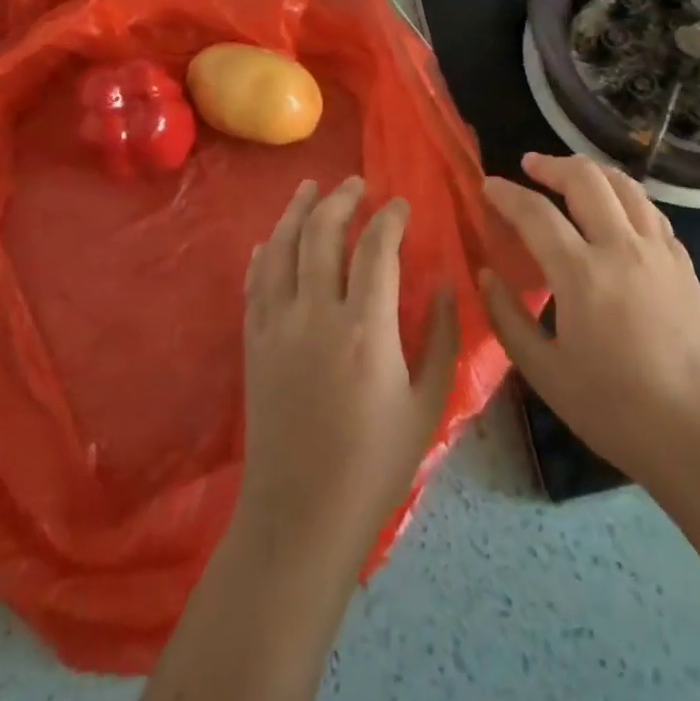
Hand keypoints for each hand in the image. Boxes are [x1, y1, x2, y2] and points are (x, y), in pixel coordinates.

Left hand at [235, 177, 460, 574]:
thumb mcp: (427, 403)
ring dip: (296, 212)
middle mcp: (316, 314)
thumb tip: (446, 282)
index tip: (400, 205)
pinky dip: (264, 253)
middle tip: (357, 184)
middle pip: (322, 234)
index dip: (389, 218)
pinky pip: (254, 282)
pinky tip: (270, 239)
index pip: (376, 248)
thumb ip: (443, 336)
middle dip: (341, 200)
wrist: (300, 515)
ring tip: (311, 188)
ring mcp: (277, 326)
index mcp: (366, 328)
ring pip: (280, 248)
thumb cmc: (375, 464)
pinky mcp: (253, 343)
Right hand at [480, 153, 699, 498]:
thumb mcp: (545, 373)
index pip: (536, 213)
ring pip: (625, 186)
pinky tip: (615, 212)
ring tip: (570, 175)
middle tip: (529, 166)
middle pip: (586, 179)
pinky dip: (624, 197)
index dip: (506, 194)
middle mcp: (622, 248)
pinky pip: (650, 211)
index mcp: (583, 274)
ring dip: (591, 171)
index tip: (488, 186)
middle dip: (552, 165)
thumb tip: (486, 275)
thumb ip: (509, 318)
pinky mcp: (684, 264)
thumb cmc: (616, 411)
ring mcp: (660, 252)